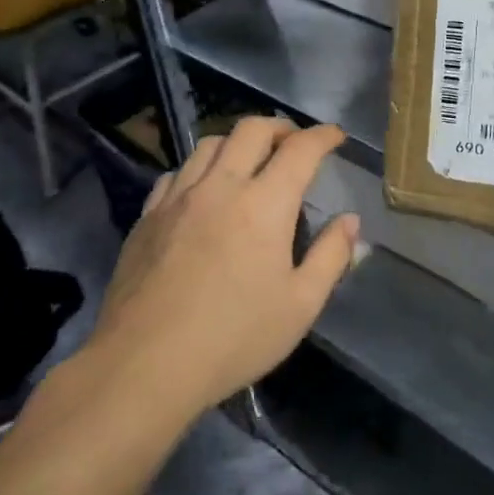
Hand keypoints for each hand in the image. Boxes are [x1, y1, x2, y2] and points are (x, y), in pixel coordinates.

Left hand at [87, 118, 358, 420]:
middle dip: (280, 127)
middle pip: (251, 130)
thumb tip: (350, 221)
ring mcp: (178, 198)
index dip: (323, 136)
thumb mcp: (301, 305)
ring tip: (251, 161)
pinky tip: (204, 191)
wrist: (143, 367)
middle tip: (295, 143)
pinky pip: (178, 172)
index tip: (336, 136)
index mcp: (265, 204)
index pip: (300, 149)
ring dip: (239, 142)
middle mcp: (221, 187)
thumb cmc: (234, 338)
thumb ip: (331, 256)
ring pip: (210, 144)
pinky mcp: (147, 217)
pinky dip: (200, 169)